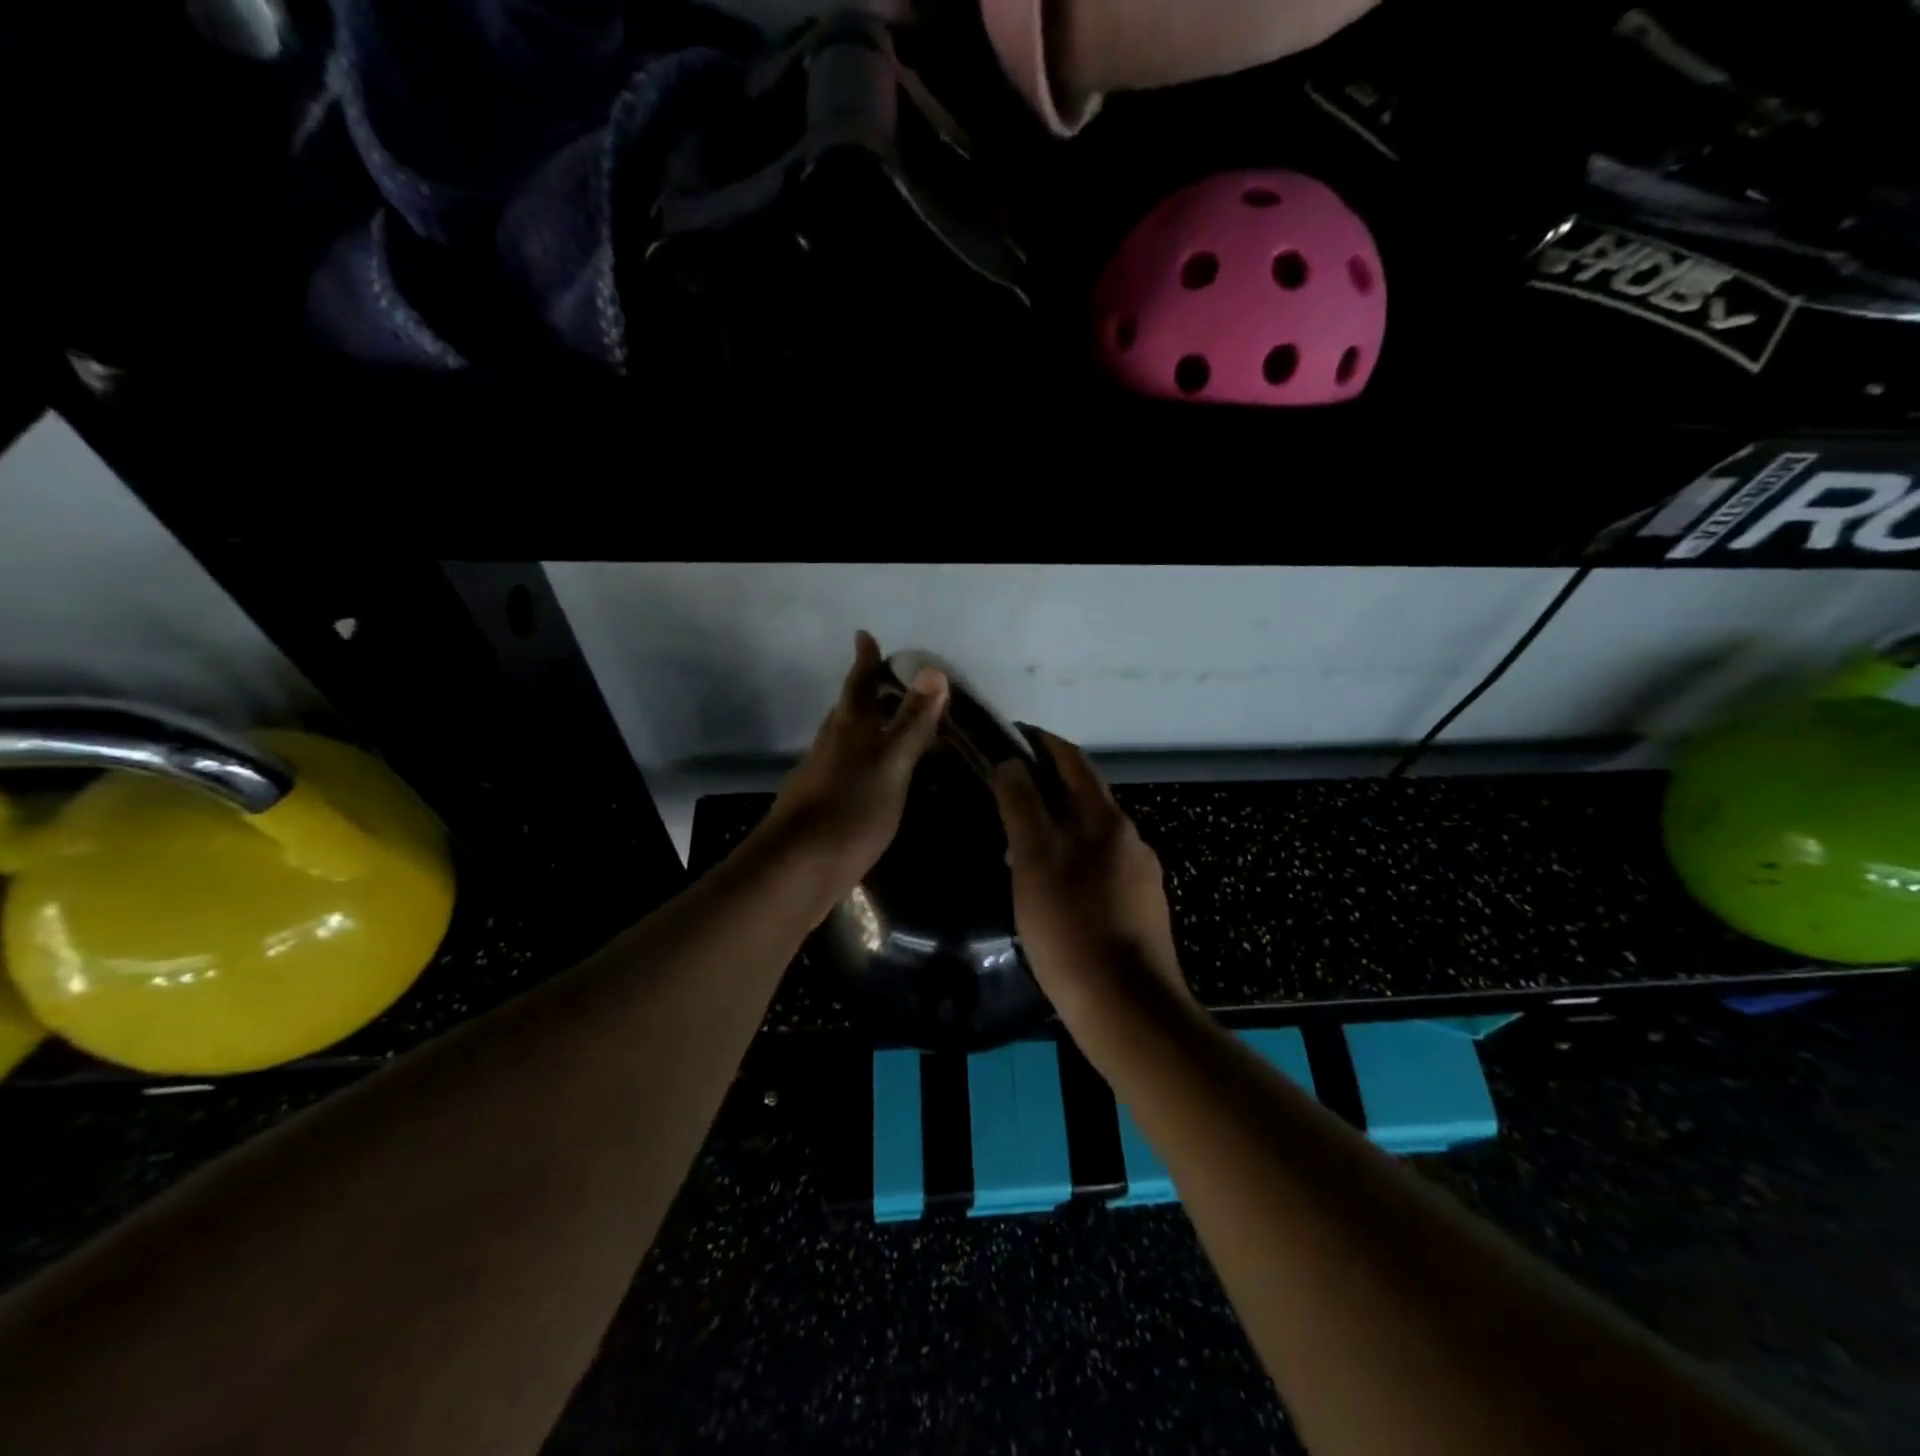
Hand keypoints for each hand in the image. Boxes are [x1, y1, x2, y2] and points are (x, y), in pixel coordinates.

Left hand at [756, 631, 948, 894]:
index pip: (859, 682)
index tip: (865, 636)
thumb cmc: (852, 808)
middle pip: (852, 708)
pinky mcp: (823, 803)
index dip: (866, 659)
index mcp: (849, 726)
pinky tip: (884, 777)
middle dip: (872, 693)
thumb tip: (932, 670)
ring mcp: (823, 774)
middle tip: (899, 685)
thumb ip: (913, 721)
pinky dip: (870, 759)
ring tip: (900, 729)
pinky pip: (851, 767)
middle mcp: (832, 743)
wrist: (798, 868)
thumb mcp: (893, 763)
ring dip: (873, 728)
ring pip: (851, 739)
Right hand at [991, 727, 1189, 1024]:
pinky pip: (1101, 870)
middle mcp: (1131, 840)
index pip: (1074, 762)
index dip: (1044, 743)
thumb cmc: (1072, 930)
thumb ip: (1022, 808)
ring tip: (1018, 847)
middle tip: (1005, 795)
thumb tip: (1011, 763)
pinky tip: (1052, 892)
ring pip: (1092, 837)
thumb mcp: (1035, 863)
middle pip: (1085, 799)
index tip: (1014, 735)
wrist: (1128, 1010)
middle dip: (1047, 788)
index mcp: (1106, 821)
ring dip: (1058, 829)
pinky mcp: (1142, 910)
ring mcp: (1141, 877)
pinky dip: (1072, 862)